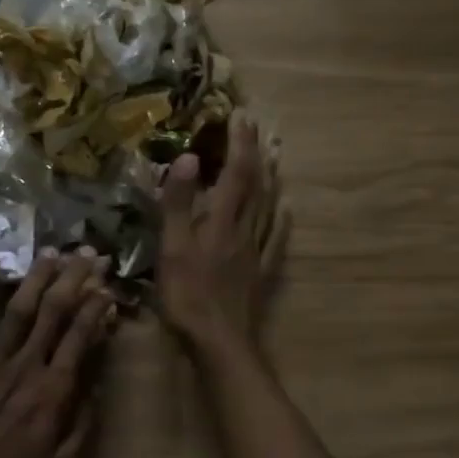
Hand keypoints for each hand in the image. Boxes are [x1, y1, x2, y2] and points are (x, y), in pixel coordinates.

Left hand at [0, 248, 114, 457]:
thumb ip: (84, 419)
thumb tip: (98, 380)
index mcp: (53, 389)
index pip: (80, 335)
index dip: (96, 306)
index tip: (107, 286)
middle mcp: (26, 364)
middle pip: (54, 311)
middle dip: (74, 278)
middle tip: (89, 253)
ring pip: (19, 308)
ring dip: (38, 277)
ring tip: (53, 251)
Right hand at [156, 113, 287, 358]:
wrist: (219, 341)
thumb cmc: (188, 296)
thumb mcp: (172, 248)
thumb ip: (177, 204)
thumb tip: (187, 157)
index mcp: (220, 220)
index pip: (234, 172)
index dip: (238, 143)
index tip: (240, 115)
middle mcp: (243, 229)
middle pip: (255, 184)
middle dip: (255, 152)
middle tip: (257, 126)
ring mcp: (255, 251)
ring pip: (267, 206)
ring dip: (270, 177)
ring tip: (273, 155)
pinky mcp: (259, 273)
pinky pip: (275, 238)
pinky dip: (281, 218)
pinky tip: (286, 209)